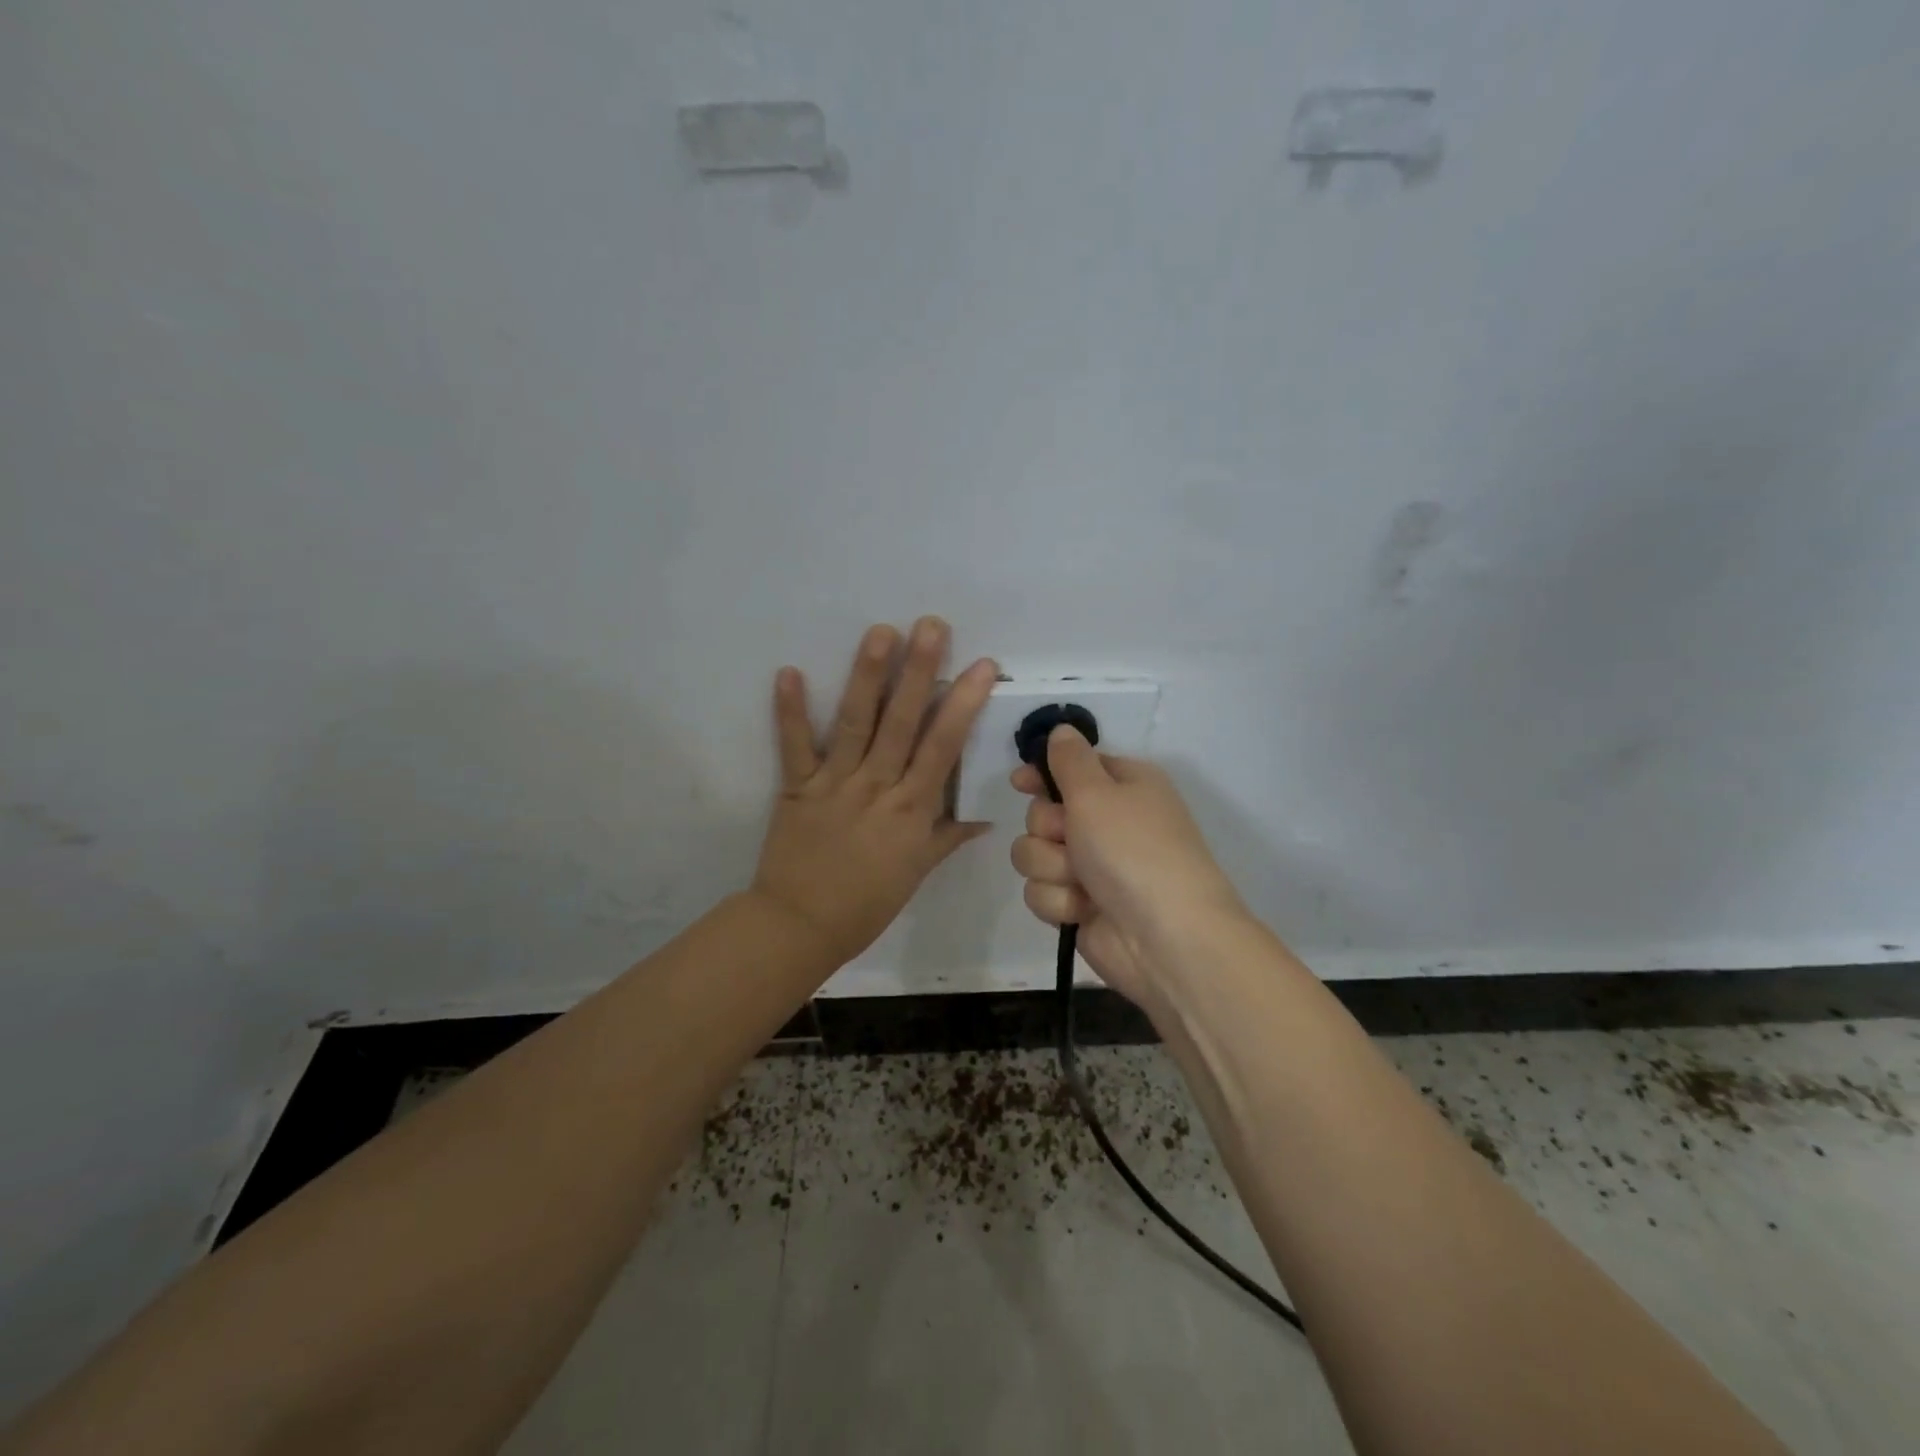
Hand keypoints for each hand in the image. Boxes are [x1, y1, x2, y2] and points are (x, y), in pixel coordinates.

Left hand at [751, 618, 997, 966]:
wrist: (801, 927)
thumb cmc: (866, 904)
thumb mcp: (917, 873)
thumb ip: (947, 838)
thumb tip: (984, 820)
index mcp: (912, 809)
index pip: (943, 748)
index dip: (963, 704)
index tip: (981, 666)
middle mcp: (877, 787)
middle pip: (902, 723)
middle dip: (919, 672)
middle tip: (931, 625)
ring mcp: (835, 784)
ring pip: (855, 724)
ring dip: (867, 676)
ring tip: (880, 632)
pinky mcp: (796, 787)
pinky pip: (794, 746)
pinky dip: (790, 710)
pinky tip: (788, 671)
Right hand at [1010, 726, 1246, 1005]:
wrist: (1164, 937)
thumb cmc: (1133, 850)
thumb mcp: (1098, 791)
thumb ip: (1070, 759)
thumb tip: (1061, 730)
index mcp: (1123, 786)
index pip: (1071, 767)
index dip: (1042, 774)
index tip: (1020, 782)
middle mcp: (1107, 823)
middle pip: (1042, 813)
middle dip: (1048, 828)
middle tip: (1071, 838)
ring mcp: (1092, 867)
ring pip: (1034, 854)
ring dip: (1051, 867)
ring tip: (1080, 881)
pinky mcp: (1079, 905)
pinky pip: (1042, 891)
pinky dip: (1059, 900)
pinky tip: (1083, 910)